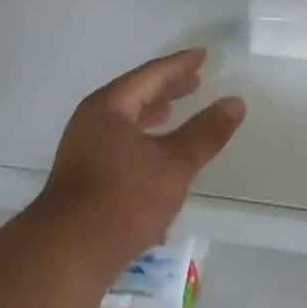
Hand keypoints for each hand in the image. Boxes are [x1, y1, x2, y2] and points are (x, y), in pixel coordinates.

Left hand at [39, 49, 246, 262]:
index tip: (202, 56)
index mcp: (108, 108)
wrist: (71, 251)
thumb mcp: (175, 163)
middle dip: (165, 88)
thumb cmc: (125, 198)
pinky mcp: (86, 178)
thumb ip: (206, 132)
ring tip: (175, 111)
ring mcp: (85, 151)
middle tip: (194, 81)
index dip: (178, 65)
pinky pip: (120, 145)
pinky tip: (157, 158)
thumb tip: (235, 102)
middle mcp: (91, 123)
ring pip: (125, 123)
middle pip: (134, 96)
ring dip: (152, 115)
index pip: (149, 76)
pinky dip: (143, 141)